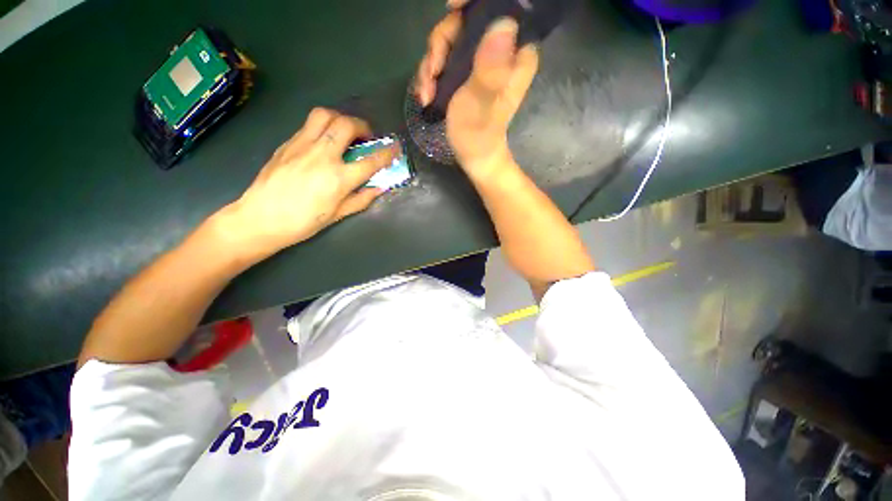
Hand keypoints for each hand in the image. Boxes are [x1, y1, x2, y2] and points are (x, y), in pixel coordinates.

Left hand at [219, 108, 396, 258]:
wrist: (261, 218)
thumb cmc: (303, 222)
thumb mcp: (338, 214)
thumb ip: (362, 199)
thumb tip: (380, 187)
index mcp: (339, 178)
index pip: (371, 161)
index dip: (387, 153)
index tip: (395, 148)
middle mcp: (322, 155)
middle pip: (346, 125)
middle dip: (363, 126)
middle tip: (366, 136)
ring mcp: (302, 145)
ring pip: (324, 115)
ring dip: (341, 118)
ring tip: (344, 131)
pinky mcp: (287, 143)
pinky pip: (309, 125)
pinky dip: (323, 127)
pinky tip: (324, 142)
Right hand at [416, 9, 538, 176]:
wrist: (473, 156)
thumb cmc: (478, 136)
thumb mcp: (481, 104)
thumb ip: (490, 69)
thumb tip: (503, 23)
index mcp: (516, 54)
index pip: (501, 9)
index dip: (473, 3)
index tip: (450, 8)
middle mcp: (502, 51)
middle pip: (467, 21)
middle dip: (441, 44)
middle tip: (431, 73)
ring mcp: (483, 60)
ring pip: (451, 39)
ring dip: (431, 64)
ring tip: (426, 92)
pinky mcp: (468, 71)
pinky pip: (445, 57)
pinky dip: (431, 73)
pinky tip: (426, 94)